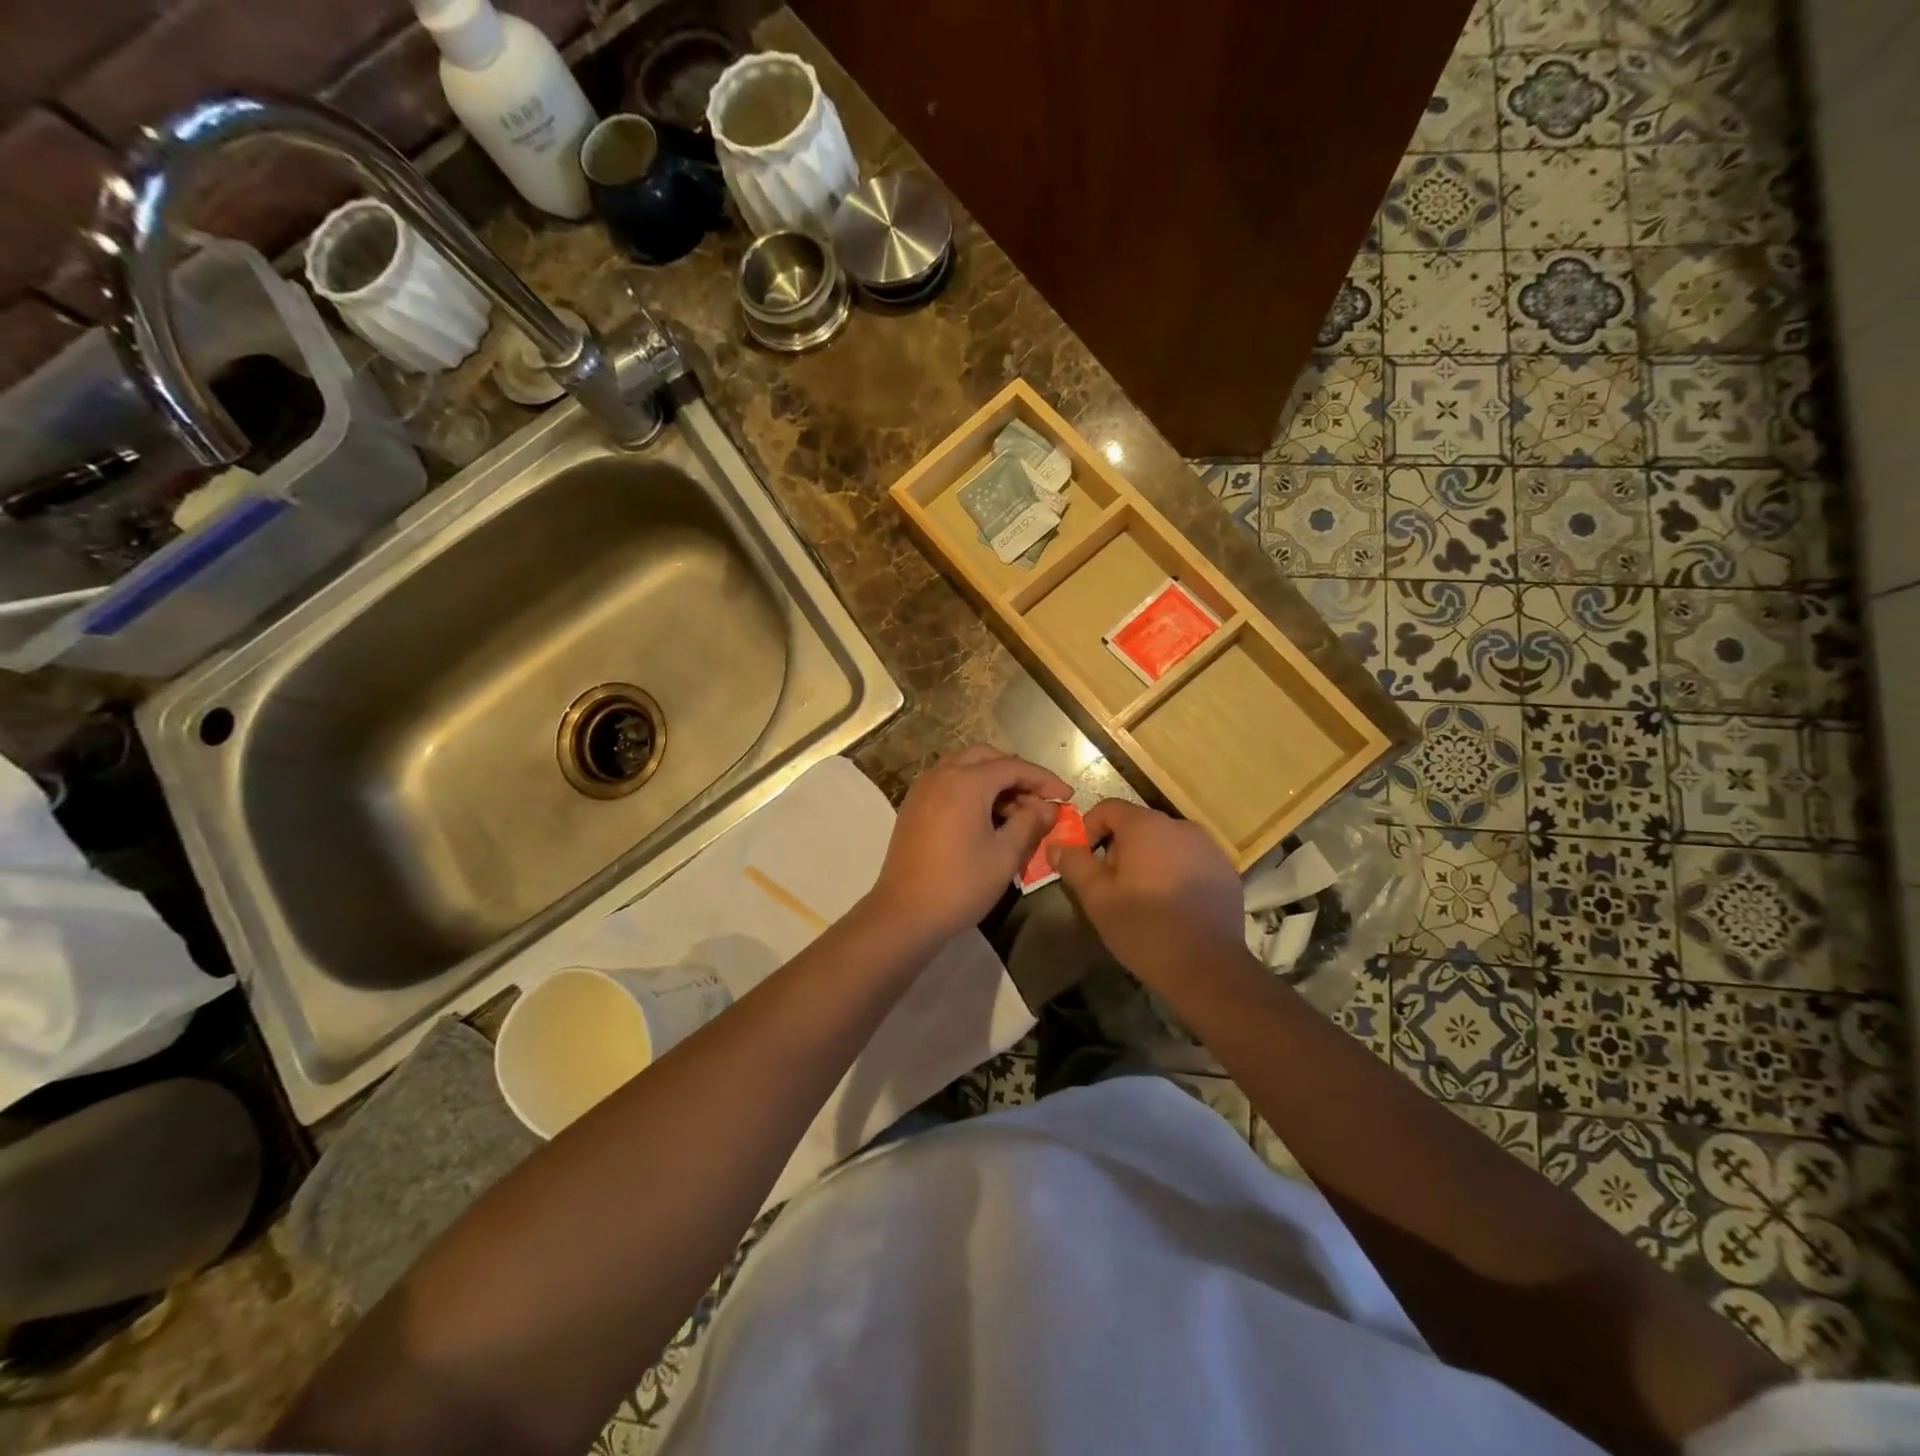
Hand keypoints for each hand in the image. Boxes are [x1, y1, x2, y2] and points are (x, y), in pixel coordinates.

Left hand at [867, 746, 1074, 941]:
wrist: (904, 914)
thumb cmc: (960, 885)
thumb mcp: (1004, 856)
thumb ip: (1030, 824)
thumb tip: (1048, 807)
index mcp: (966, 782)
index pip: (1014, 767)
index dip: (1044, 779)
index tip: (1066, 796)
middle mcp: (942, 775)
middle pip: (987, 757)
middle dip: (1017, 774)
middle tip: (1039, 801)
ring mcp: (923, 789)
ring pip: (965, 767)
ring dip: (993, 780)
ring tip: (1016, 812)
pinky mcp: (913, 805)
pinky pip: (949, 782)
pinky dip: (972, 789)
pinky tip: (986, 818)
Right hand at [1049, 799, 1243, 984]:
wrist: (1208, 967)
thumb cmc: (1144, 928)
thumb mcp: (1097, 898)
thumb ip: (1074, 864)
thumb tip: (1056, 845)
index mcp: (1146, 826)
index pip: (1108, 808)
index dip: (1089, 829)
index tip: (1084, 861)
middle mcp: (1180, 826)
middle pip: (1138, 825)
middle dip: (1118, 849)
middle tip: (1111, 886)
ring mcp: (1208, 847)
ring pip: (1165, 843)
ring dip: (1148, 860)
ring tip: (1142, 898)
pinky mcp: (1225, 870)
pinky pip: (1190, 860)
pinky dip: (1175, 872)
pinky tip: (1172, 906)